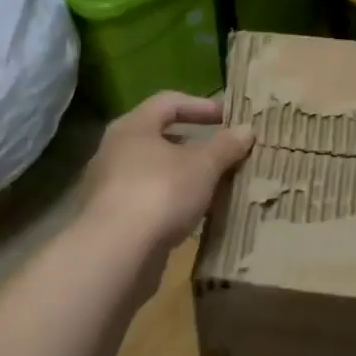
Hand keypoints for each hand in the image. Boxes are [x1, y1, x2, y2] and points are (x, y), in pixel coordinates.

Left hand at [79, 91, 252, 253]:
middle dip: (194, 144)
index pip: (168, 102)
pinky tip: (194, 216)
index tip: (229, 117)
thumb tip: (246, 129)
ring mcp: (109, 187)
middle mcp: (115, 151)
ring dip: (184, 176)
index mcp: (133, 127)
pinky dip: (172, 202)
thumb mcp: (203, 165)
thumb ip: (225, 145)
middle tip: (223, 153)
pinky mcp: (111, 220)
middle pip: (159, 137)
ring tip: (214, 186)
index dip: (201, 105)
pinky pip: (148, 200)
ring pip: (154, 171)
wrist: (116, 253)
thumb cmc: (160, 192)